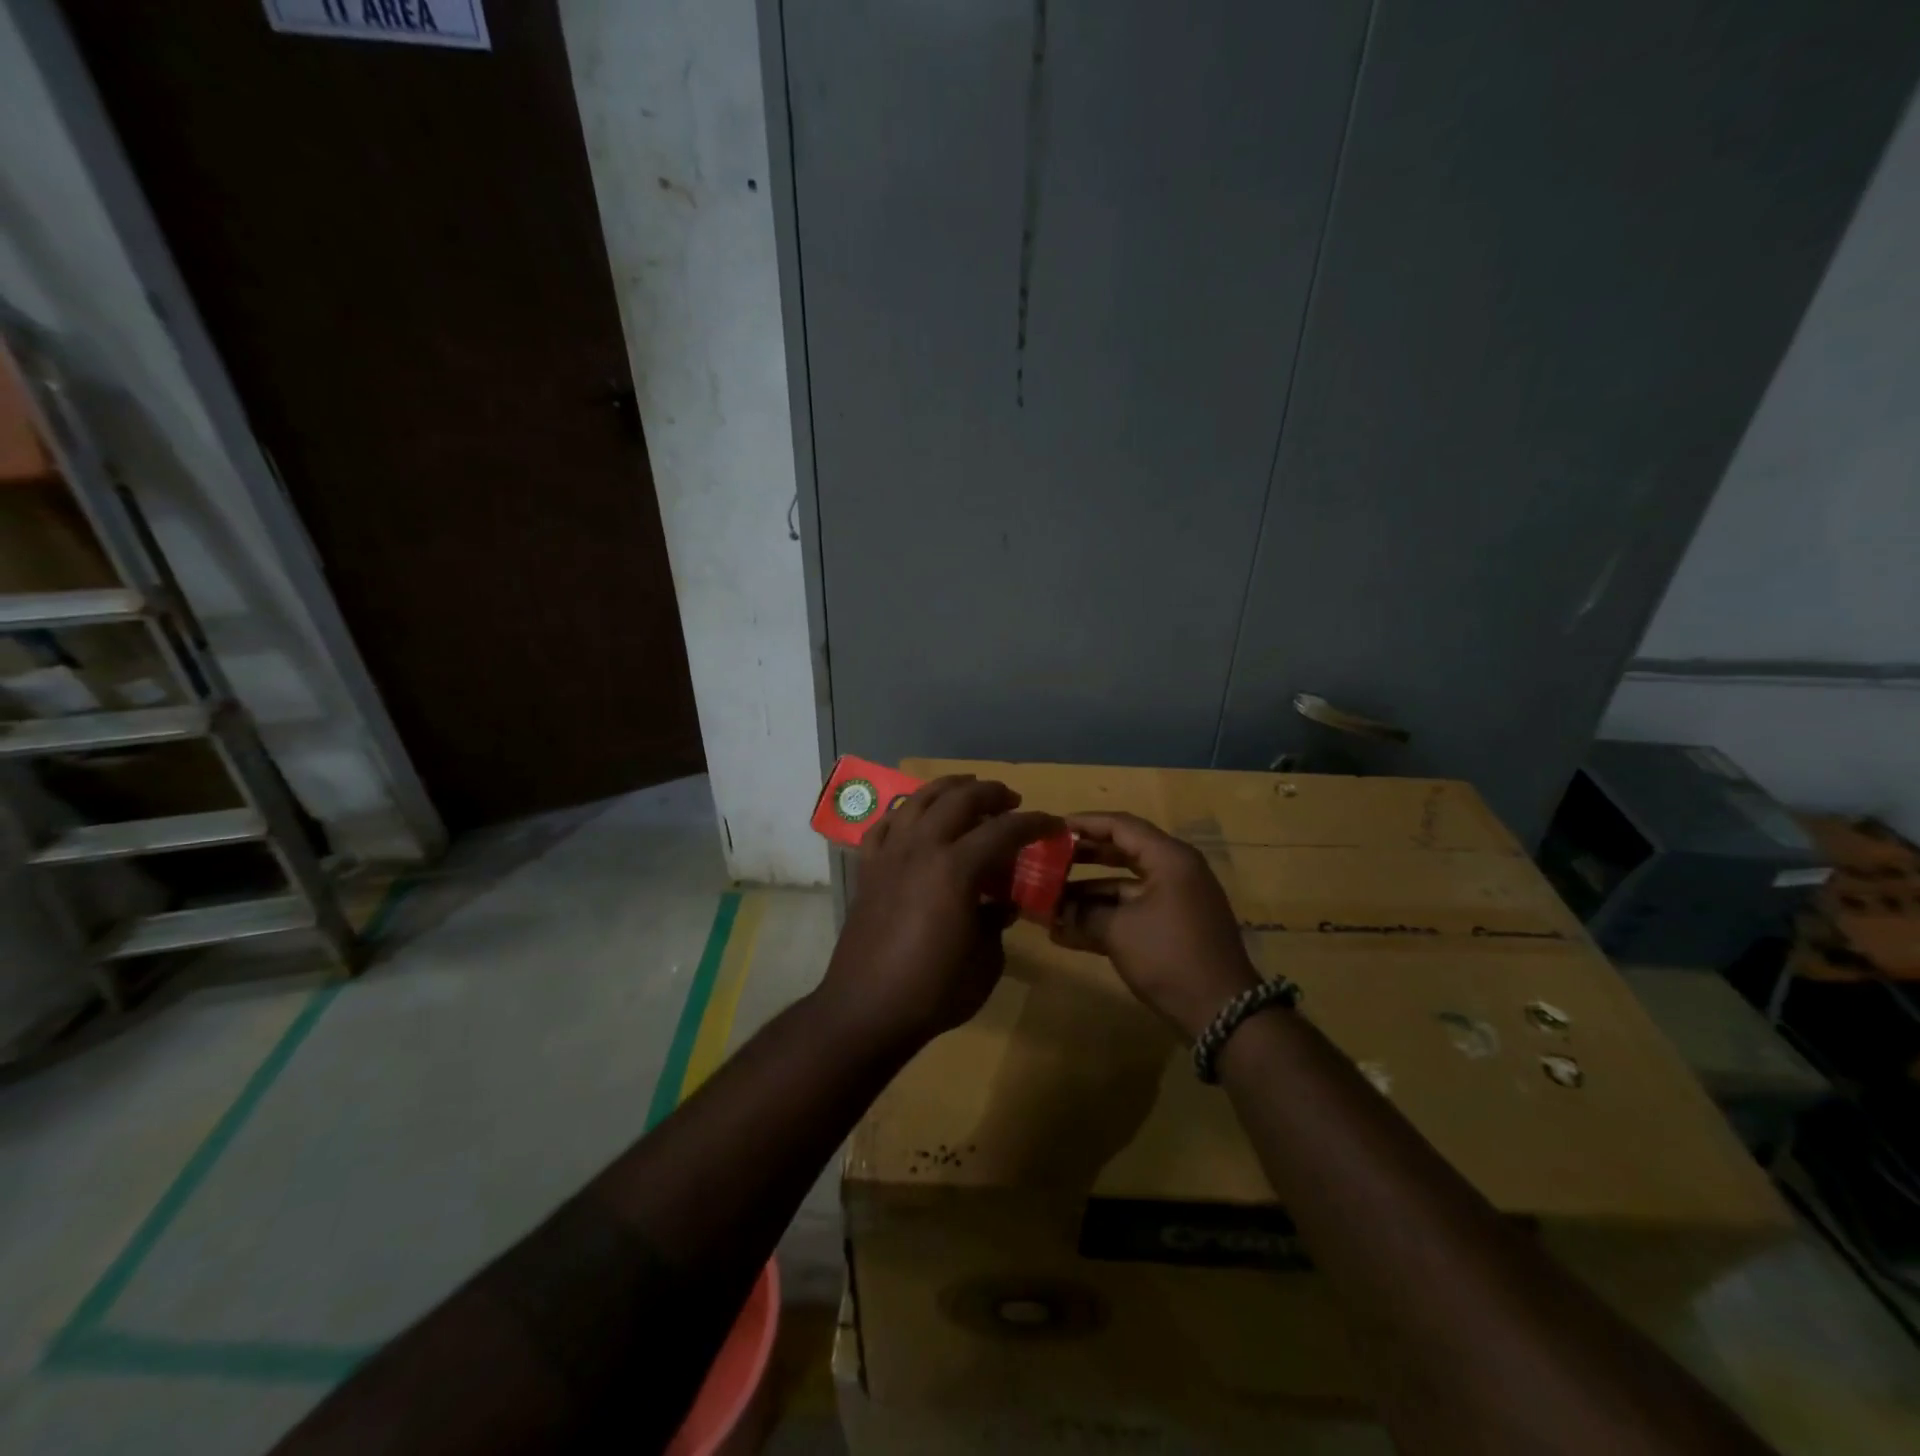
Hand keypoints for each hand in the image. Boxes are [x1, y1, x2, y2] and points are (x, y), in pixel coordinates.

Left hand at [815, 776, 1061, 1055]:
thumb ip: (996, 921)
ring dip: (947, 788)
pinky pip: (884, 826)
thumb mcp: (985, 961)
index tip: (1053, 824)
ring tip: (966, 789)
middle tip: (1012, 800)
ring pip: (918, 801)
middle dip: (991, 793)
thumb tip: (999, 903)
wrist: (867, 1010)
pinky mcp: (867, 870)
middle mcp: (921, 848)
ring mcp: (890, 855)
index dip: (1034, 823)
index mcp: (956, 868)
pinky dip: (903, 814)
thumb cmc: (934, 991)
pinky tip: (913, 818)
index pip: (1004, 830)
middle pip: (959, 799)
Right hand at [1051, 812, 1259, 1039]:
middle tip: (1047, 859)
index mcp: (1169, 858)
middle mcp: (1174, 871)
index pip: (1121, 826)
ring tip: (1048, 900)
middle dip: (1082, 858)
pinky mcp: (1172, 928)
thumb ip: (1083, 914)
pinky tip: (1066, 931)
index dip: (1084, 824)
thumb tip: (1052, 911)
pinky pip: (1132, 911)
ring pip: (1123, 886)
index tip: (1051, 828)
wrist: (1221, 1012)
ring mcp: (1175, 901)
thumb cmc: (1169, 956)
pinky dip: (1103, 917)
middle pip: (1121, 852)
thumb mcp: (1119, 931)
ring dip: (1087, 893)